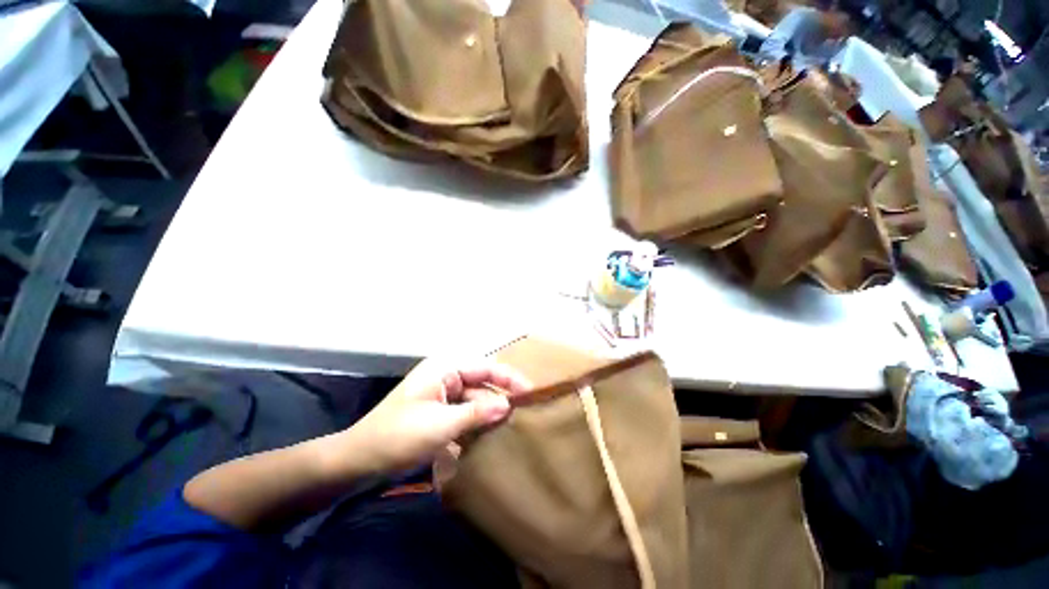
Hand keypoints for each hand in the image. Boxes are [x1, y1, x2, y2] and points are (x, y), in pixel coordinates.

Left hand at [340, 363, 530, 472]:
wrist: (358, 462)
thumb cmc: (397, 436)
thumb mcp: (440, 425)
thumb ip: (477, 412)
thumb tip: (508, 405)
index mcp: (445, 369)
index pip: (486, 368)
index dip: (510, 379)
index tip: (531, 393)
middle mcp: (446, 377)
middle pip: (482, 385)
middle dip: (501, 399)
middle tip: (526, 415)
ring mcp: (442, 396)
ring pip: (475, 402)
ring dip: (490, 415)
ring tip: (513, 429)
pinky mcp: (439, 414)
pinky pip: (465, 415)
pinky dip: (476, 425)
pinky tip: (490, 440)